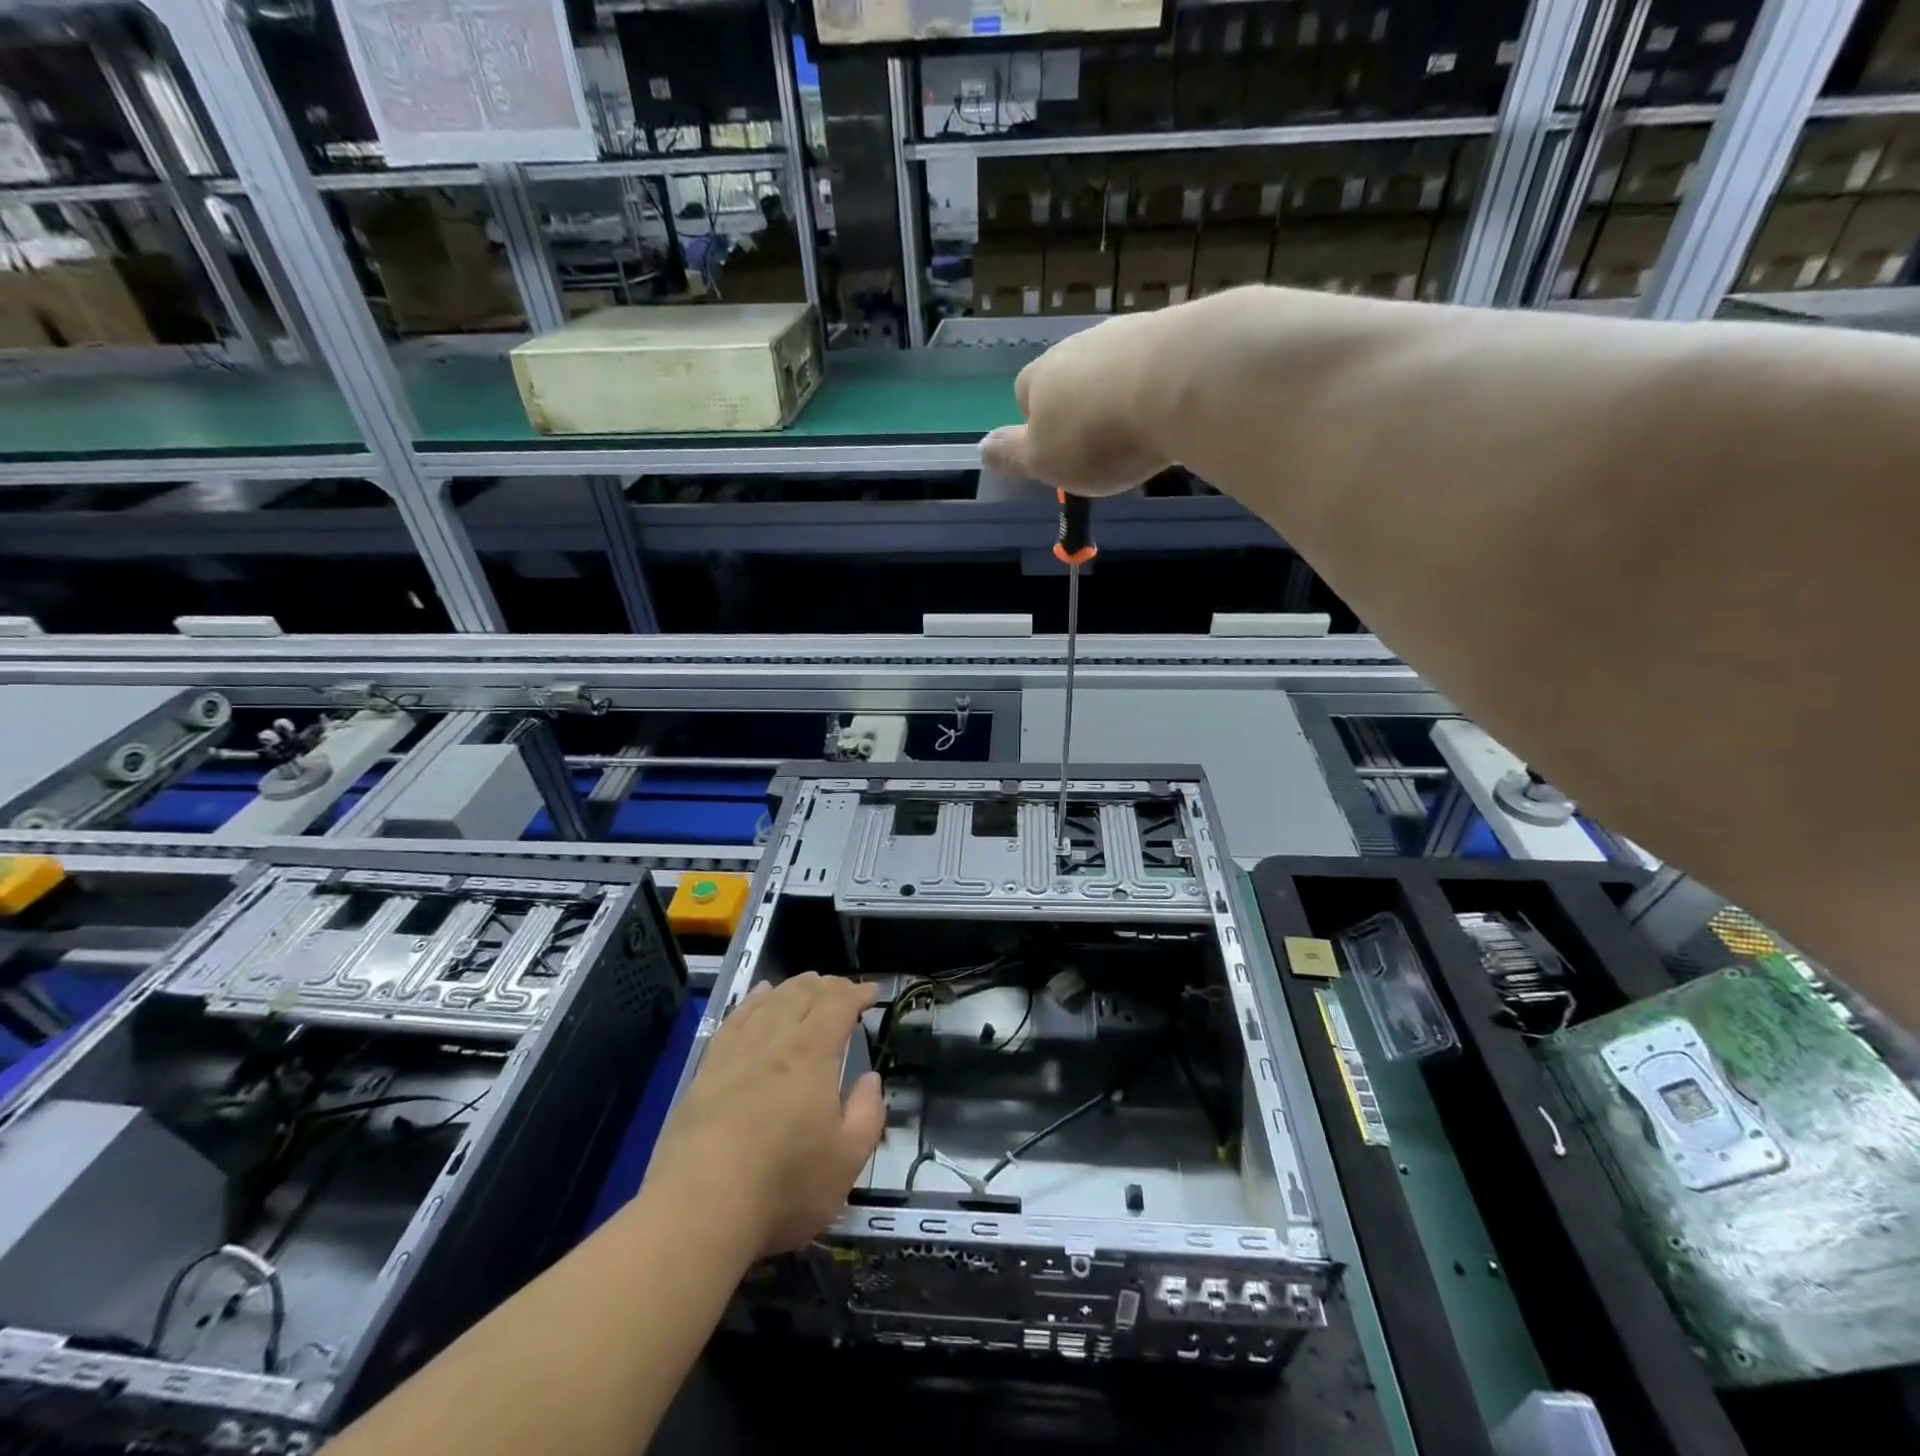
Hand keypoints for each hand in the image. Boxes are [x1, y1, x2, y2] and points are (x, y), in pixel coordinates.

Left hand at [641, 973, 882, 1259]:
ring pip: (770, 1001)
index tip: (873, 994)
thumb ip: (867, 1114)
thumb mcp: (847, 1159)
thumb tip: (870, 1078)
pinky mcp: (707, 1070)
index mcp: (813, 1053)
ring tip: (808, 985)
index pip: (838, 1004)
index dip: (857, 992)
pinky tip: (759, 996)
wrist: (698, 1209)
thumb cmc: (783, 1185)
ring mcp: (737, 1052)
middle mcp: (775, 1039)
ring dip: (793, 988)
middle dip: (828, 986)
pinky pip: (735, 1020)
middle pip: (803, 994)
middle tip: (844, 991)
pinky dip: (753, 1001)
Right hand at [978, 307, 1180, 494]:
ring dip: (1120, 394)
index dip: (1034, 422)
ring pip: (1113, 367)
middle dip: (1080, 406)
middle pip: (1070, 377)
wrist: (1181, 383)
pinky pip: (1156, 363)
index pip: (1024, 392)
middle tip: (1099, 444)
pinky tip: (1172, 411)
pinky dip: (1158, 386)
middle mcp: (1079, 346)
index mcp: (1041, 377)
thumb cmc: (1097, 434)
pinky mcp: (1175, 332)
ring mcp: (1128, 333)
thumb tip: (981, 449)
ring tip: (1140, 430)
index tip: (1054, 451)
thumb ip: (1012, 455)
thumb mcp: (1042, 460)